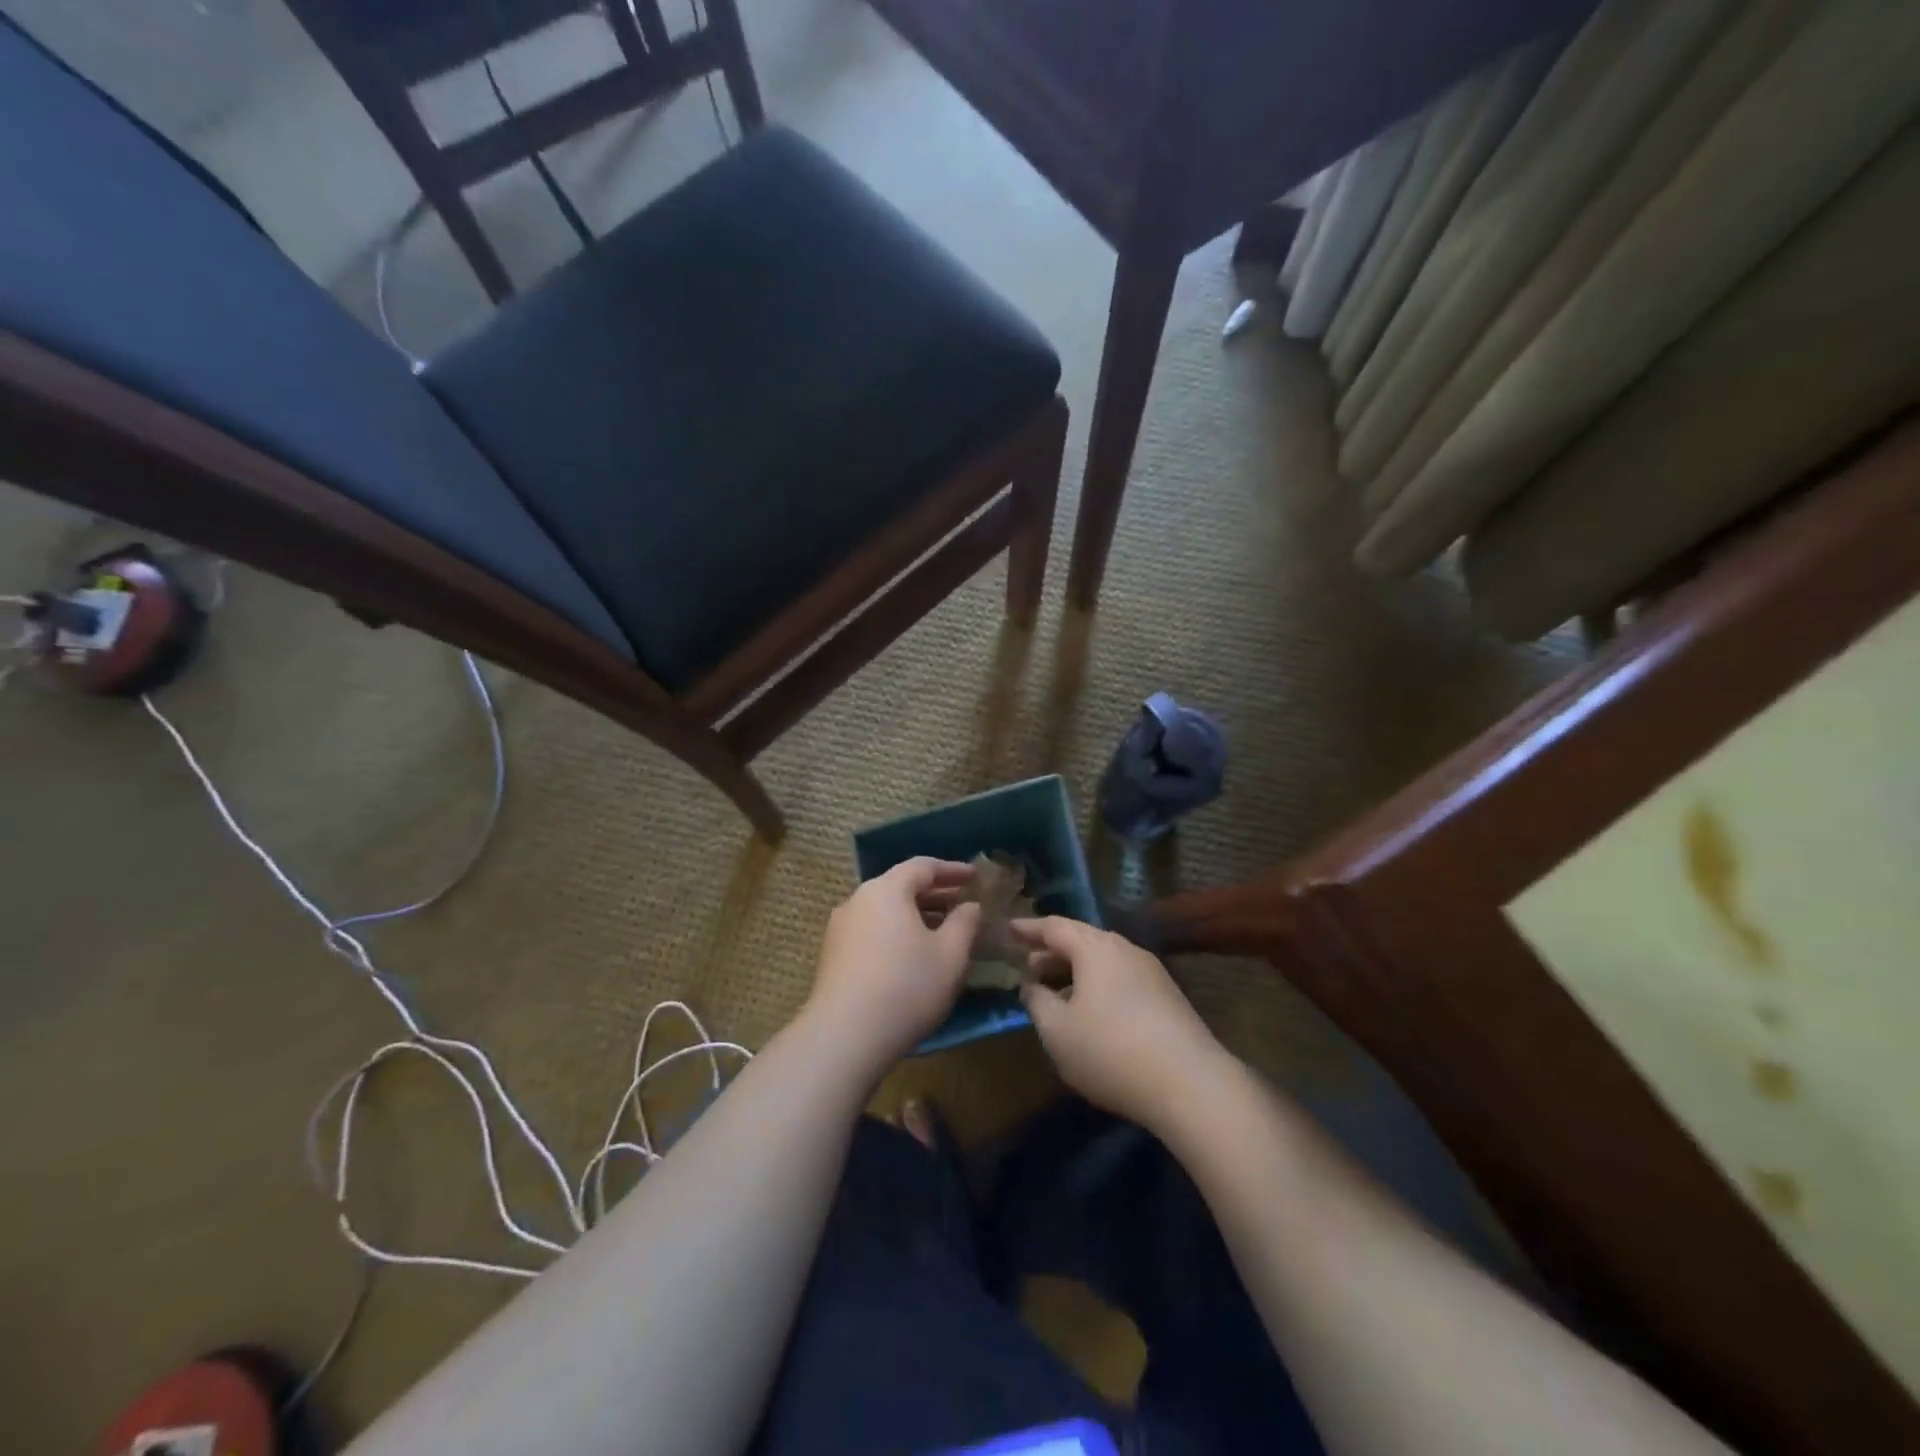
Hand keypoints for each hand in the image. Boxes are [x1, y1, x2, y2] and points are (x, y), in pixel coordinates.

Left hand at [807, 858, 981, 1072]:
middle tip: (963, 903)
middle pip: (901, 886)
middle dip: (935, 893)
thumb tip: (970, 907)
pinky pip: (873, 930)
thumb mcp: (950, 955)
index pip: (923, 866)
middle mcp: (859, 900)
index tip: (975, 877)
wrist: (844, 1036)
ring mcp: (841, 927)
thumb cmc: (907, 987)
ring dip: (916, 915)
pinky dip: (897, 932)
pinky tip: (914, 954)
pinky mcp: (833, 955)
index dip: (953, 870)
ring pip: (886, 910)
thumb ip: (964, 924)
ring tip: (943, 930)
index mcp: (887, 889)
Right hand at [1013, 916, 1226, 1129]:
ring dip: (1075, 969)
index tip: (1008, 929)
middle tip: (1026, 965)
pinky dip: (1097, 984)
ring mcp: (1151, 971)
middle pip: (1081, 939)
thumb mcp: (1058, 1032)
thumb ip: (1037, 1002)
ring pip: (1103, 960)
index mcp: (1095, 948)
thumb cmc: (1111, 1051)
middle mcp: (1125, 949)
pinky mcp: (1168, 997)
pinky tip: (1091, 1011)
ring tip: (1055, 990)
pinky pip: (1121, 978)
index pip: (1054, 926)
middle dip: (1051, 950)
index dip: (1028, 928)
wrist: (1192, 1085)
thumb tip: (1030, 985)